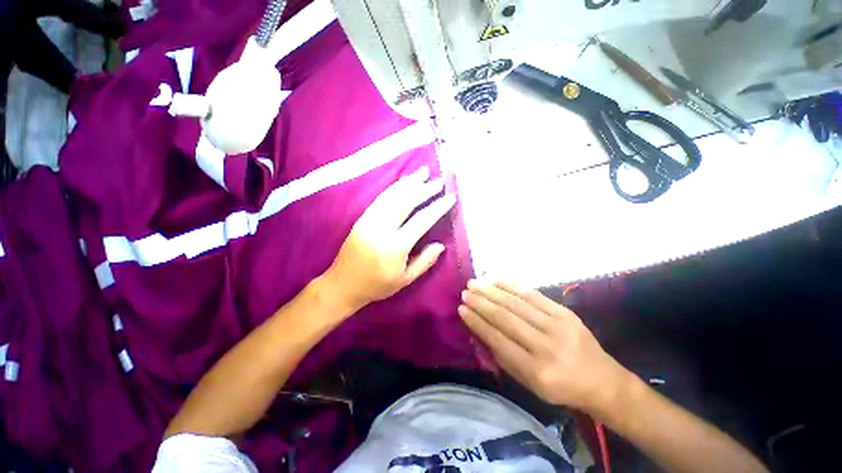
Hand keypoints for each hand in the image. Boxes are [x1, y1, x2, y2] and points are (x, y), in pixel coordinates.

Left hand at [324, 166, 455, 312]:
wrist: (342, 285)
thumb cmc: (376, 286)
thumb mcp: (405, 280)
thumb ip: (424, 262)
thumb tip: (440, 245)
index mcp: (395, 247)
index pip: (421, 221)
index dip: (437, 207)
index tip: (450, 197)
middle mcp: (381, 229)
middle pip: (406, 202)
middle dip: (424, 189)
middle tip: (439, 181)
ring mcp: (369, 221)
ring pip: (392, 196)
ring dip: (409, 182)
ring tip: (423, 172)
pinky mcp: (362, 218)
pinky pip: (380, 199)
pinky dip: (394, 188)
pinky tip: (403, 182)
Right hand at [459, 280, 631, 412]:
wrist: (602, 381)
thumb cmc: (561, 387)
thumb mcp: (529, 384)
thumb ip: (503, 357)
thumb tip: (480, 330)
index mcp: (536, 371)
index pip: (498, 340)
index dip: (477, 323)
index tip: (462, 309)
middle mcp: (546, 347)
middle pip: (506, 318)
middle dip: (481, 303)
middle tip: (465, 292)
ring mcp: (558, 326)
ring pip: (517, 303)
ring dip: (492, 291)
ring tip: (475, 283)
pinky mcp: (565, 313)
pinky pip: (534, 295)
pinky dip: (512, 286)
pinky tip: (497, 280)